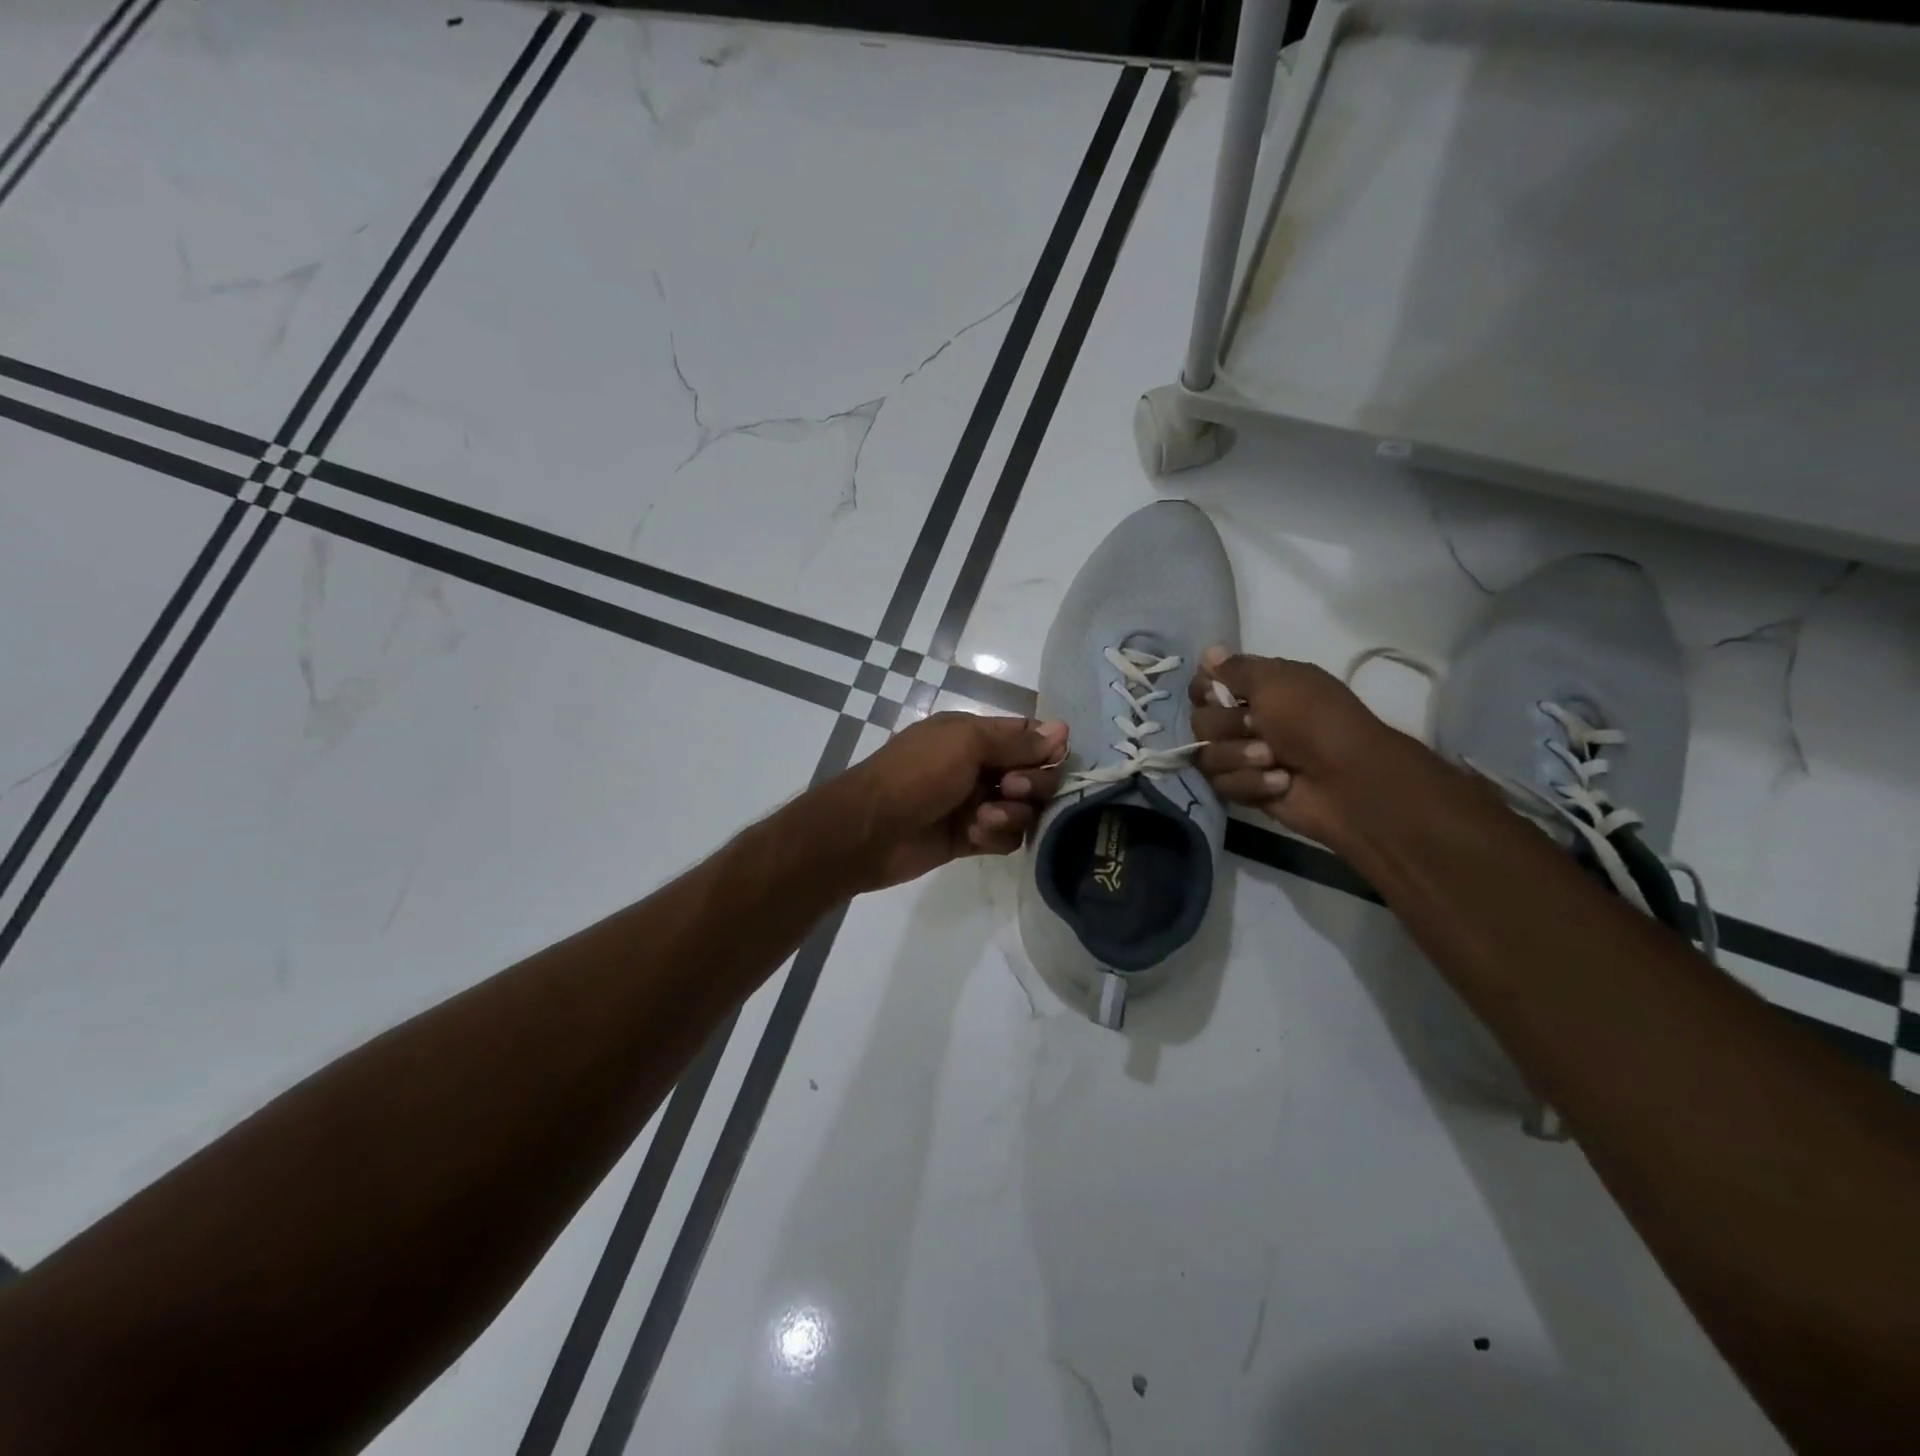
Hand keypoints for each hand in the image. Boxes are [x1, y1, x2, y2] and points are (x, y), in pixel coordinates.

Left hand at [839, 712, 1066, 890]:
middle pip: (1035, 775)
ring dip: (1012, 814)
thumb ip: (1016, 741)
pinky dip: (996, 836)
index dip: (1047, 748)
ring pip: (1024, 810)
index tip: (1052, 759)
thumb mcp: (966, 743)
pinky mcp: (971, 838)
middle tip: (1011, 788)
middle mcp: (980, 767)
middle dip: (1032, 783)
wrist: (869, 829)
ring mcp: (976, 804)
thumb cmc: (917, 774)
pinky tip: (974, 835)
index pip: (1028, 736)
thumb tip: (1063, 729)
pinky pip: (1006, 837)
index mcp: (975, 735)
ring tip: (983, 818)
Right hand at [1188, 647, 1401, 843]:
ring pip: (1206, 756)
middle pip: (1200, 722)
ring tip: (1273, 760)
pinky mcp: (1245, 789)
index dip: (1204, 691)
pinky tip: (1280, 782)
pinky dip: (1252, 783)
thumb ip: (1236, 668)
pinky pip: (1222, 784)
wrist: (1347, 779)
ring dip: (1240, 756)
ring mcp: (1243, 757)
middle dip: (1227, 727)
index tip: (1219, 694)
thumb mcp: (1276, 681)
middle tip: (1257, 727)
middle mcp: (1244, 721)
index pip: (1203, 686)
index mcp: (1255, 689)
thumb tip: (1208, 651)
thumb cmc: (1314, 720)